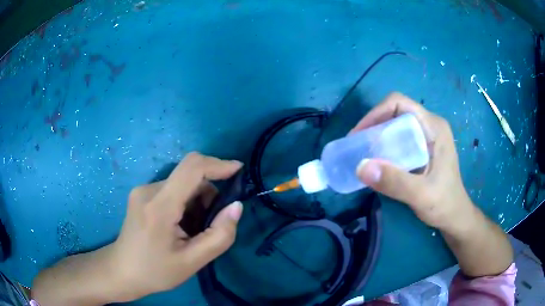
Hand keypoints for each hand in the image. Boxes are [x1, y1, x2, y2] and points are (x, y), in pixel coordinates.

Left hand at [110, 152, 242, 300]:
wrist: (122, 271)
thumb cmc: (155, 271)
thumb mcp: (193, 262)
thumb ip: (219, 235)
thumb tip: (236, 206)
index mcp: (159, 206)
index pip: (192, 168)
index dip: (218, 164)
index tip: (239, 171)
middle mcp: (149, 190)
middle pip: (188, 177)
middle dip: (209, 193)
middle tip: (213, 223)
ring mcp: (143, 190)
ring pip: (181, 184)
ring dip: (197, 201)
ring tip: (195, 230)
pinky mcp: (142, 195)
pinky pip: (172, 190)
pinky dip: (185, 203)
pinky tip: (182, 226)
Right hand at [353, 93, 512, 276]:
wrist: (455, 216)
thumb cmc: (444, 203)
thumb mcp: (421, 195)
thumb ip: (395, 182)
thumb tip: (360, 167)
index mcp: (434, 127)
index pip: (399, 104)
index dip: (376, 114)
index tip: (359, 135)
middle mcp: (430, 125)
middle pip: (395, 112)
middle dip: (373, 125)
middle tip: (357, 146)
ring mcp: (426, 135)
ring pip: (395, 124)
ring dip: (376, 136)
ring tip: (363, 153)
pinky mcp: (422, 147)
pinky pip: (398, 138)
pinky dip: (383, 146)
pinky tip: (377, 161)